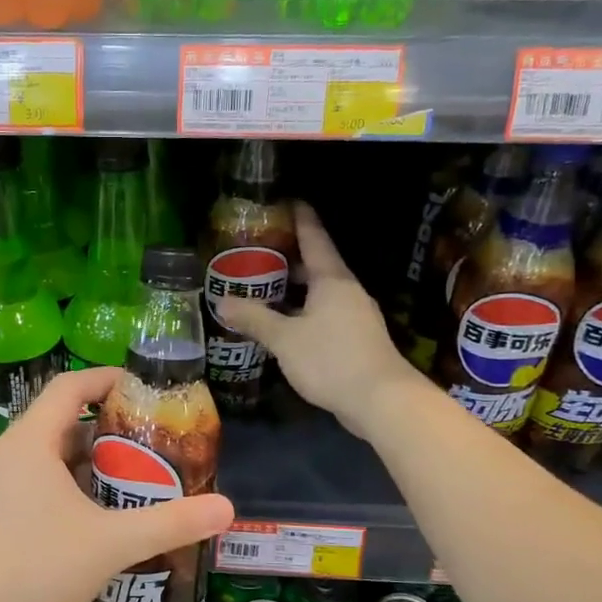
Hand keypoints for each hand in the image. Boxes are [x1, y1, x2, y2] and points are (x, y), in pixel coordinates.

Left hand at [0, 366, 234, 601]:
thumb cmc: (36, 570)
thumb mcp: (111, 544)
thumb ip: (170, 523)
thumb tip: (228, 508)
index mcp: (29, 443)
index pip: (69, 388)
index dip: (106, 379)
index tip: (143, 386)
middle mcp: (6, 455)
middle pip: (60, 422)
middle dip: (106, 428)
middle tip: (150, 441)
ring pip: (47, 456)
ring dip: (87, 461)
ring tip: (132, 477)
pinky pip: (34, 482)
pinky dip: (67, 484)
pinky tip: (95, 515)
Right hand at [220, 202, 426, 439]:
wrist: (380, 400)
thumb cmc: (331, 359)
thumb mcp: (285, 339)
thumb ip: (254, 319)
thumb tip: (222, 303)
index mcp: (332, 280)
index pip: (315, 238)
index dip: (301, 218)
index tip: (289, 201)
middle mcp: (347, 291)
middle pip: (316, 265)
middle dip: (289, 258)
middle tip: (258, 252)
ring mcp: (355, 316)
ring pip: (320, 293)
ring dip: (295, 289)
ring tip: (264, 288)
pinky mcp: (356, 339)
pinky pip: (325, 314)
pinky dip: (303, 312)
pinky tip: (285, 324)